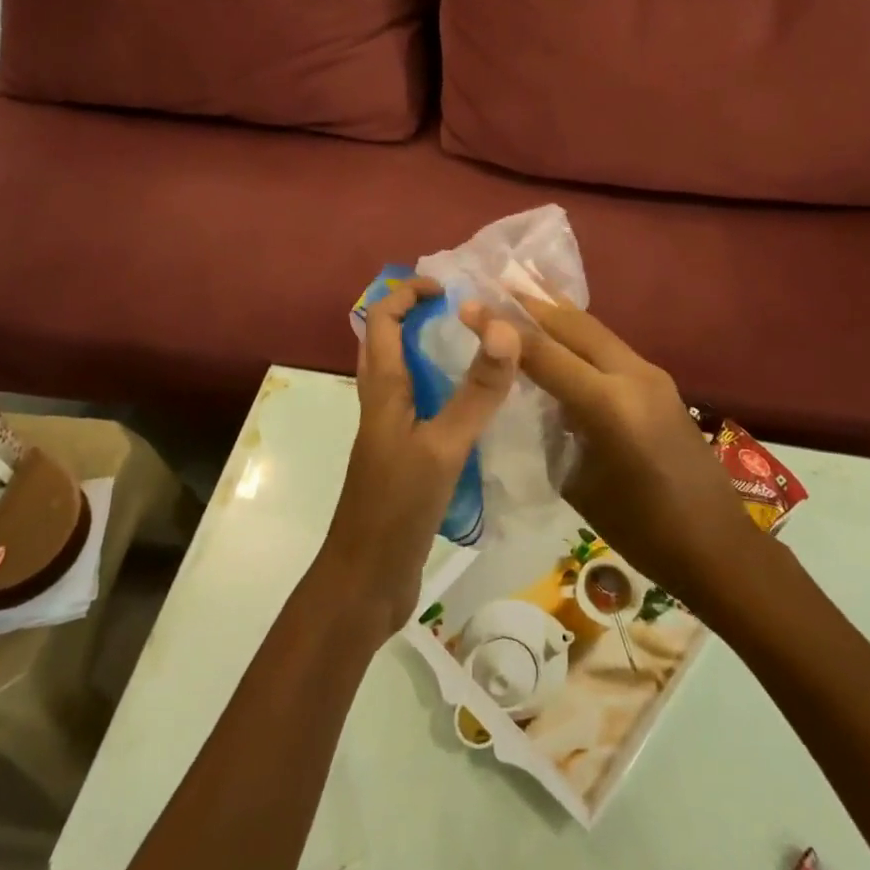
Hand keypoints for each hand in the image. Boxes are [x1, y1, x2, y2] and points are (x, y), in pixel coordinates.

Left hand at [317, 278, 520, 641]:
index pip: (383, 319)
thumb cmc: (397, 507)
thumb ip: (475, 392)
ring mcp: (390, 432)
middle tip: (466, 314)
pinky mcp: (402, 458)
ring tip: (479, 352)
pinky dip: (443, 392)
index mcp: (382, 390)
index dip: (408, 293)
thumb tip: (504, 329)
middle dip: (419, 317)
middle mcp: (381, 403)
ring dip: (432, 354)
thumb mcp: (443, 446)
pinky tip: (479, 409)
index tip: (448, 289)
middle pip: (388, 342)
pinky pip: (421, 408)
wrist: (365, 580)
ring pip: (406, 376)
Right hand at [465, 294, 763, 614]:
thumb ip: (554, 429)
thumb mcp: (579, 483)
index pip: (544, 353)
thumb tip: (535, 399)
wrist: (717, 546)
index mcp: (609, 406)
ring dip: (557, 315)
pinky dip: (579, 335)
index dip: (502, 328)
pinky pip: (610, 347)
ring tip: (522, 295)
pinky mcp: (660, 382)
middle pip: (574, 325)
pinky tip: (560, 335)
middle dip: (532, 303)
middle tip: (495, 284)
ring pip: (595, 330)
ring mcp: (652, 375)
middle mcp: (633, 376)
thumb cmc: (641, 531)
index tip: (469, 306)